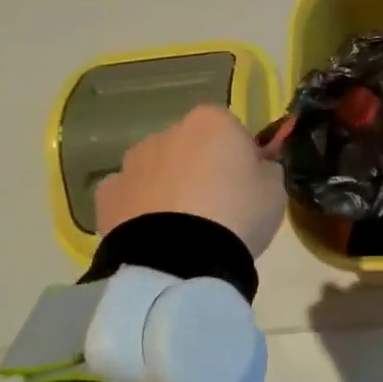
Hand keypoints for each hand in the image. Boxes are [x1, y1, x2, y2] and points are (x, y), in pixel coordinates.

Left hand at [93, 106, 286, 256]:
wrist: (180, 260)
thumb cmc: (237, 214)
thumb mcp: (275, 190)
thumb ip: (266, 169)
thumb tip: (258, 167)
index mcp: (211, 121)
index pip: (232, 130)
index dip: (242, 157)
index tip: (248, 184)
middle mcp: (168, 132)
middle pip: (192, 146)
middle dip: (202, 167)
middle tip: (219, 207)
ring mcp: (133, 162)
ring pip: (158, 168)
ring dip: (169, 185)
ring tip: (184, 226)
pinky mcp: (107, 195)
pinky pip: (129, 195)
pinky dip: (138, 207)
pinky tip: (153, 234)